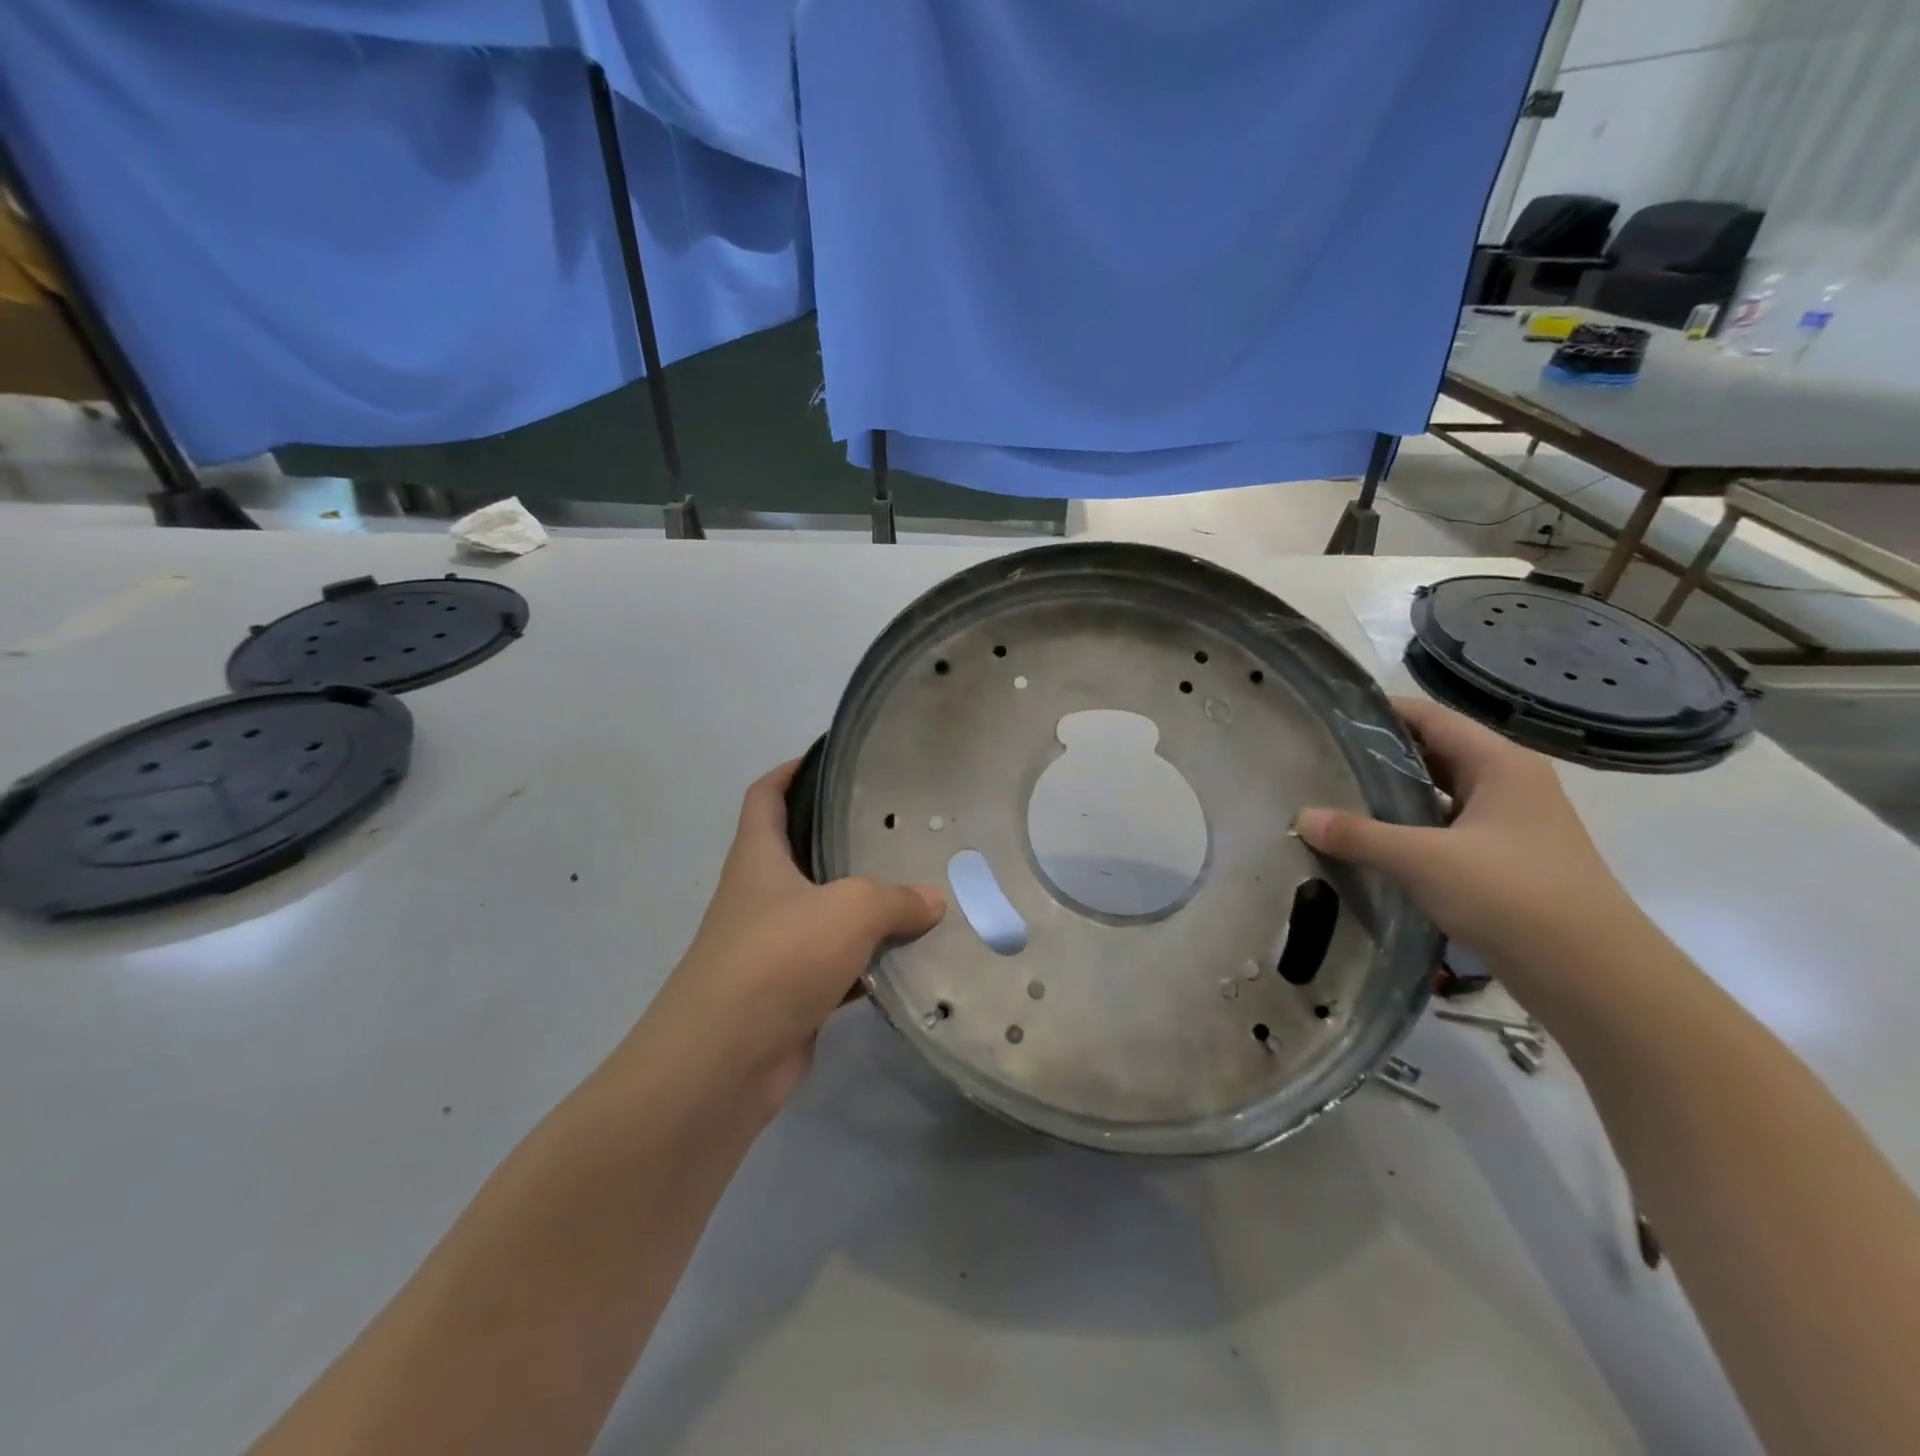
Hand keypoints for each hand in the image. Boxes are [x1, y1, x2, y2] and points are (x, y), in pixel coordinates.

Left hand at [644, 760, 945, 1111]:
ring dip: (864, 907)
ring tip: (919, 889)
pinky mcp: (790, 993)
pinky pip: (838, 966)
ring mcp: (773, 947)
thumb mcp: (849, 910)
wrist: (723, 1063)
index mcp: (759, 858)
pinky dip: (869, 963)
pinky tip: (910, 960)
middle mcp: (761, 896)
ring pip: (826, 912)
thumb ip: (895, 898)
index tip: (831, 758)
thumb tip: (933, 901)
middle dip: (844, 838)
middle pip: (801, 852)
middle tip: (899, 828)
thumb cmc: (777, 959)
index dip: (791, 770)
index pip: (765, 796)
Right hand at [1295, 697, 1641, 986]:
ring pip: (1436, 795)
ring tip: (1333, 798)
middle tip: (1319, 760)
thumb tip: (1301, 818)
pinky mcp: (1501, 862)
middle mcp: (1507, 784)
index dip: (1378, 712)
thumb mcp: (1425, 860)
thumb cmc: (1513, 896)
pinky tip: (1368, 845)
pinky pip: (1442, 831)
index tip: (1326, 718)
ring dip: (1390, 797)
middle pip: (1432, 753)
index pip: (1429, 717)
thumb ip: (1360, 836)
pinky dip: (1407, 831)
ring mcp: (1508, 825)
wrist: (1594, 979)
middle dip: (1377, 756)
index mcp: (1500, 764)